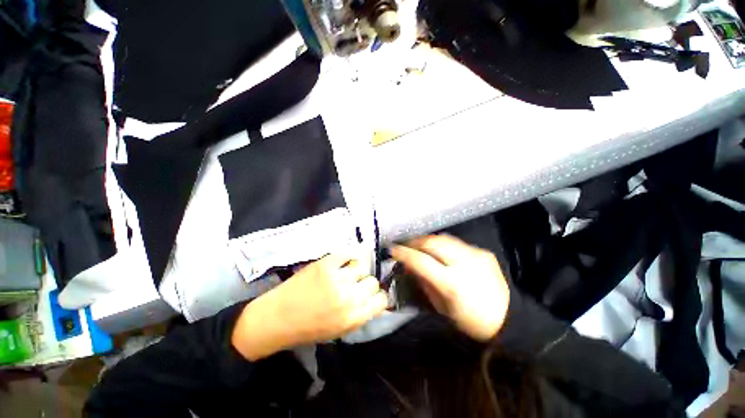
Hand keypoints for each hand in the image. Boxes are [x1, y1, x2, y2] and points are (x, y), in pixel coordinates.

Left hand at [232, 252, 388, 359]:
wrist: (275, 319)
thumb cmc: (307, 329)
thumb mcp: (339, 330)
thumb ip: (359, 314)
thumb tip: (374, 299)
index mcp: (352, 318)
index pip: (381, 300)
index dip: (377, 296)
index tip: (370, 295)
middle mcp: (348, 298)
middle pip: (372, 282)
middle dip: (365, 284)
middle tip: (355, 285)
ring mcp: (336, 279)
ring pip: (361, 267)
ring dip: (355, 271)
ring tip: (344, 274)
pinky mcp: (325, 264)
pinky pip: (347, 253)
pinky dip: (348, 256)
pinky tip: (343, 261)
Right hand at [391, 235, 509, 341]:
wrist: (508, 318)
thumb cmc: (471, 320)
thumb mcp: (442, 307)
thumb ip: (424, 282)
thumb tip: (409, 265)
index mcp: (452, 284)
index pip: (421, 261)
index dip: (404, 253)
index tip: (392, 249)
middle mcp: (465, 264)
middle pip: (433, 242)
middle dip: (415, 241)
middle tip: (405, 245)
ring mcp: (476, 255)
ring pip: (444, 238)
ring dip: (428, 240)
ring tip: (420, 245)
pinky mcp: (483, 252)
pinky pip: (457, 243)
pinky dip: (444, 245)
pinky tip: (441, 252)